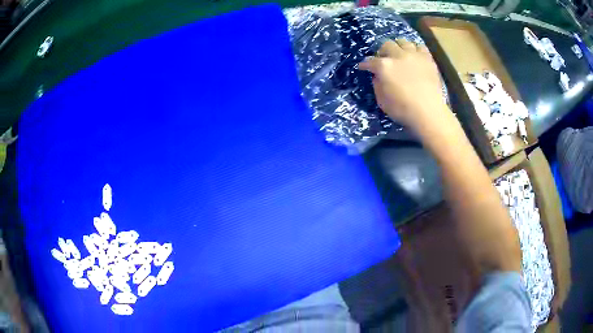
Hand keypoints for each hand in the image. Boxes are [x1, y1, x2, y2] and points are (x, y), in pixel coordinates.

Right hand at [359, 39, 446, 131]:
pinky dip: (415, 50)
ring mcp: (414, 55)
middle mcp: (398, 55)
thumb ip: (377, 84)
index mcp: (384, 66)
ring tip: (400, 55)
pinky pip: (420, 47)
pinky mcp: (428, 59)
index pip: (370, 61)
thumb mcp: (382, 101)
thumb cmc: (402, 109)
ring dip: (399, 47)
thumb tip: (377, 76)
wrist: (428, 113)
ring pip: (403, 42)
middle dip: (382, 51)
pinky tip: (415, 57)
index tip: (363, 67)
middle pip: (387, 45)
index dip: (365, 65)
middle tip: (384, 60)